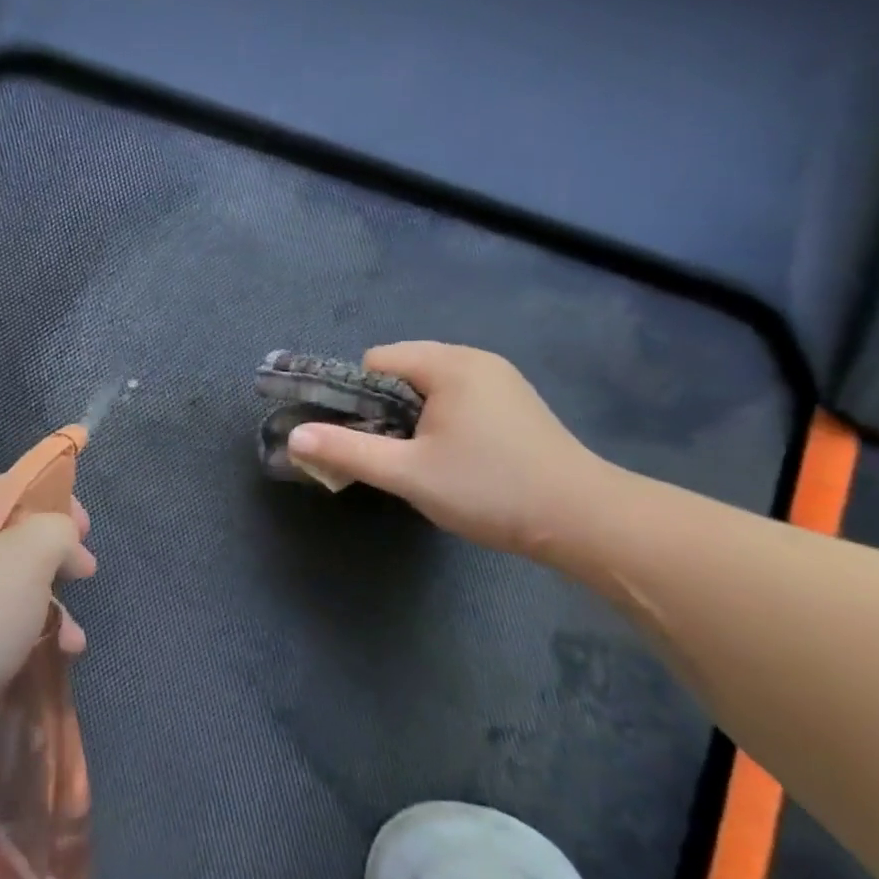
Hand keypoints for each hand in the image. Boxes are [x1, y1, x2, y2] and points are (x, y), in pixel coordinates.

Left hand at [0, 475, 95, 747]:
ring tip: (72, 634)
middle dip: (59, 556)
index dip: (54, 497)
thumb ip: (57, 529)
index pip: (13, 487)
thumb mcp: (26, 553)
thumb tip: (66, 543)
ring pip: (21, 590)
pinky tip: (59, 656)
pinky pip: (12, 631)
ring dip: (55, 607)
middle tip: (84, 570)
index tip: (84, 526)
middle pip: (20, 540)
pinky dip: (40, 639)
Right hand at [287, 342, 608, 558]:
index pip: (376, 361)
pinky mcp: (516, 402)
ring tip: (425, 461)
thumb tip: (294, 437)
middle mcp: (474, 359)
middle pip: (403, 370)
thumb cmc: (489, 488)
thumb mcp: (408, 473)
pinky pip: (458, 397)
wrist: (584, 519)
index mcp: (448, 363)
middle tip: (394, 455)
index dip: (359, 398)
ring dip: (414, 417)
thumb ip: (347, 450)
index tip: (367, 440)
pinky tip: (457, 458)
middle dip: (386, 409)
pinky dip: (443, 420)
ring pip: (431, 386)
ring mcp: (500, 379)